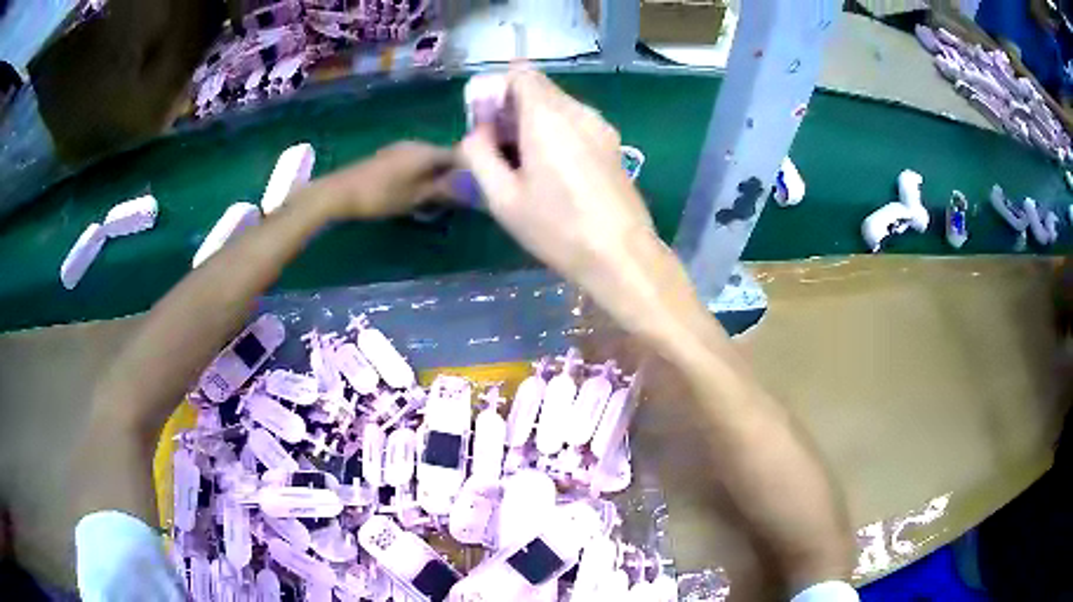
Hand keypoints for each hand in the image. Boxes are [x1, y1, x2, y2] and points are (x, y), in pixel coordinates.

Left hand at [315, 141, 456, 218]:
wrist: (341, 192)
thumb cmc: (381, 195)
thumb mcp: (416, 196)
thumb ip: (443, 189)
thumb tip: (468, 186)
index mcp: (427, 151)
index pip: (459, 155)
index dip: (469, 171)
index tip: (473, 190)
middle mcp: (417, 144)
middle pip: (443, 157)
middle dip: (451, 175)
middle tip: (454, 198)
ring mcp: (400, 148)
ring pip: (428, 160)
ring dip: (434, 176)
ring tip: (435, 198)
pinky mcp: (388, 156)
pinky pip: (413, 162)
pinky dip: (420, 175)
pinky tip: (415, 191)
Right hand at [459, 67, 687, 329]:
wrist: (622, 256)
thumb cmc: (557, 228)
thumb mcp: (502, 197)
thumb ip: (478, 154)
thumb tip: (478, 132)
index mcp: (547, 115)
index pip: (519, 72)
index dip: (496, 89)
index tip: (487, 122)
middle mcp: (578, 110)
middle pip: (538, 88)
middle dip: (512, 109)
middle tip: (499, 150)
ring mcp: (601, 126)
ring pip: (558, 107)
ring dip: (534, 123)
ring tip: (525, 167)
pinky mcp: (613, 145)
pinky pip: (576, 124)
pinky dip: (557, 134)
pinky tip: (554, 173)